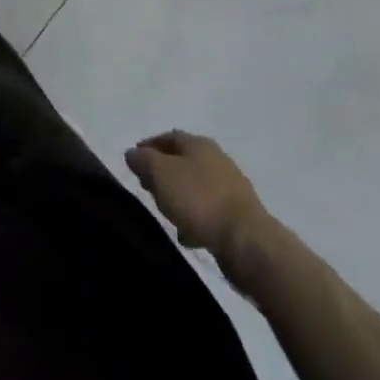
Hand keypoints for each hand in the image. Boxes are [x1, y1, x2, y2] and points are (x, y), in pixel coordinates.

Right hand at [126, 130, 267, 256]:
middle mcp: (217, 159)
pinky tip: (187, 235)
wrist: (247, 242)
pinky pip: (209, 211)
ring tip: (165, 212)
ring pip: (195, 186)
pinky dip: (194, 218)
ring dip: (179, 196)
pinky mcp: (239, 215)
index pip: (168, 136)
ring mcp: (231, 187)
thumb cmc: (199, 200)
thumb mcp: (161, 174)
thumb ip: (143, 160)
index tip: (133, 160)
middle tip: (146, 186)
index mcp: (199, 143)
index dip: (148, 146)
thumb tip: (132, 153)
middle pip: (183, 160)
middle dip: (163, 171)